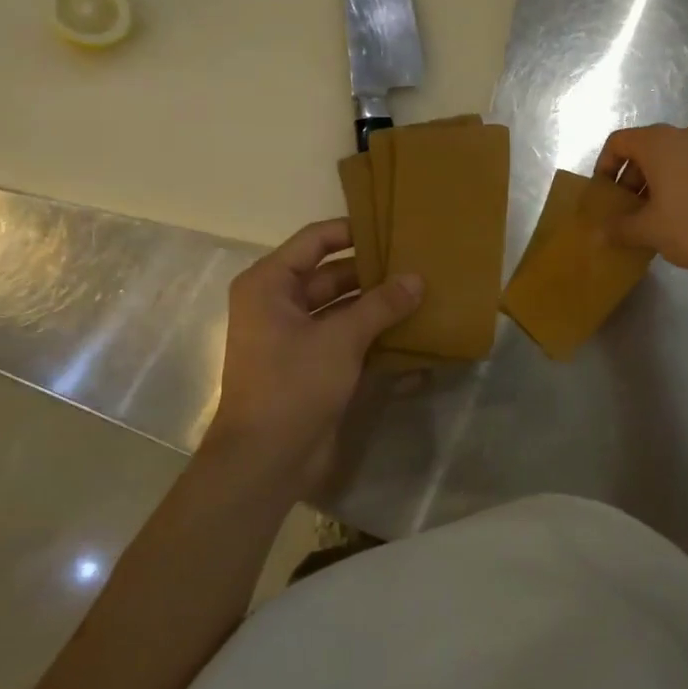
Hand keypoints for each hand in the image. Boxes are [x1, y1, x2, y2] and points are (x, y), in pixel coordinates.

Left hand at [205, 219, 420, 495]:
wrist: (266, 460)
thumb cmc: (293, 384)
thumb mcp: (341, 339)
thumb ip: (381, 305)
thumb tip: (417, 278)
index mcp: (269, 284)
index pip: (315, 241)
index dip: (352, 231)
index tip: (392, 228)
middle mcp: (278, 303)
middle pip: (331, 274)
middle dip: (372, 272)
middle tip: (417, 263)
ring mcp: (294, 336)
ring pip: (341, 307)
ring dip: (376, 304)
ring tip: (421, 292)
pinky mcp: (310, 365)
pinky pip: (344, 337)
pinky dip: (371, 333)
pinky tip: (409, 331)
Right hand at [595, 124, 687, 279]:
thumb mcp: (649, 230)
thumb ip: (619, 228)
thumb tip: (598, 233)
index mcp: (659, 142)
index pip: (619, 142)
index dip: (605, 166)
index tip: (605, 195)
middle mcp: (684, 135)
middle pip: (644, 149)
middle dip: (630, 179)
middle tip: (626, 211)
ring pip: (669, 158)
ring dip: (653, 183)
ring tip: (651, 216)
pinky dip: (677, 183)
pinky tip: (678, 216)